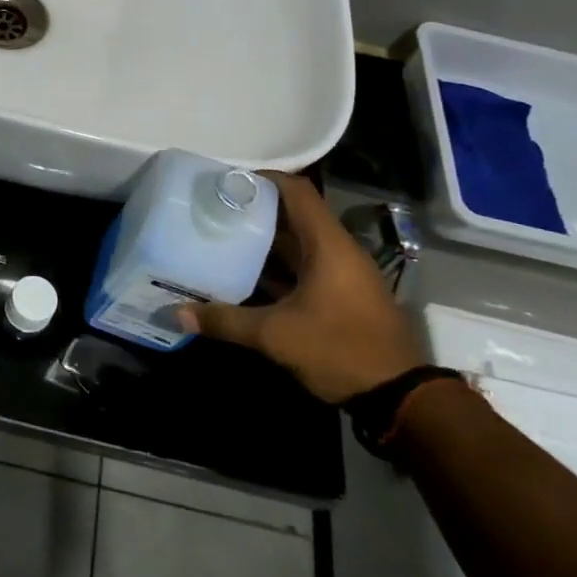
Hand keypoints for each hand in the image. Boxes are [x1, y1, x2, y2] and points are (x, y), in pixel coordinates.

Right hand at [178, 174, 424, 403]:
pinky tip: (242, 278)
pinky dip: (274, 268)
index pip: (296, 191)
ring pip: (296, 245)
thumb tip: (177, 314)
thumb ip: (226, 321)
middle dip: (253, 211)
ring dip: (262, 242)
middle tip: (212, 211)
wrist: (399, 397)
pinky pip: (302, 269)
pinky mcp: (339, 297)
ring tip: (220, 238)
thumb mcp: (276, 336)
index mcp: (328, 245)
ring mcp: (341, 275)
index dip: (262, 179)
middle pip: (292, 216)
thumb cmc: (339, 350)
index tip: (225, 182)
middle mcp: (337, 251)